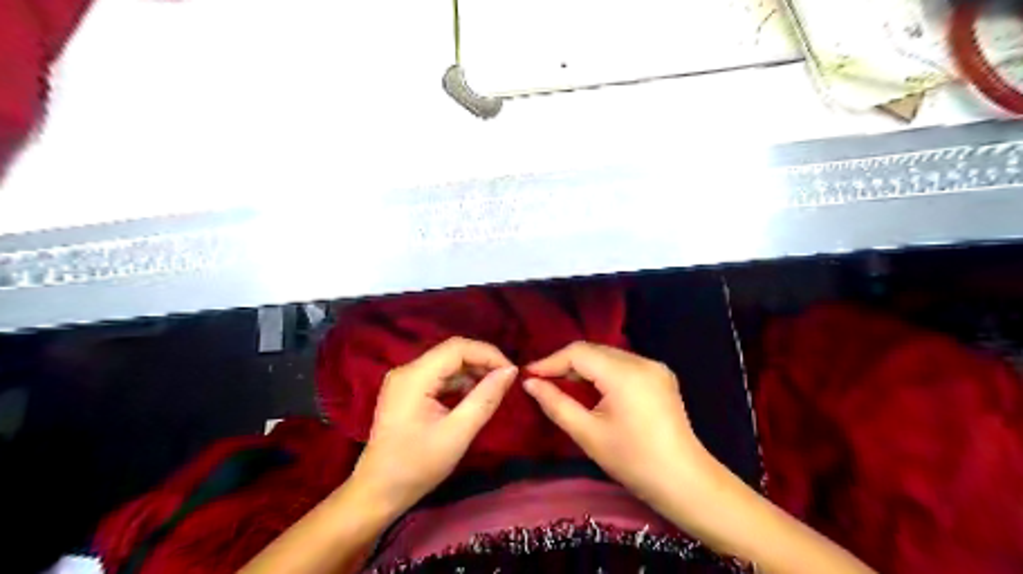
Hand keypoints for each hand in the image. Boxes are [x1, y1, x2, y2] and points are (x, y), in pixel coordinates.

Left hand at [351, 338, 515, 513]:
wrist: (378, 491)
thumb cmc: (417, 466)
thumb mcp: (458, 434)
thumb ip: (485, 399)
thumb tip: (510, 371)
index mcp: (414, 376)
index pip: (457, 348)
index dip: (488, 354)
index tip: (511, 372)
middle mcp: (407, 370)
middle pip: (452, 352)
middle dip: (482, 362)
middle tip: (507, 381)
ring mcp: (405, 379)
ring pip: (447, 363)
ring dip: (472, 372)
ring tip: (495, 389)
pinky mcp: (407, 390)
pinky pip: (439, 376)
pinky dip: (459, 382)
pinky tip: (474, 397)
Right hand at [522, 340, 713, 506]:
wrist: (685, 482)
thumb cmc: (633, 461)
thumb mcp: (588, 434)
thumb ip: (556, 403)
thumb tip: (530, 383)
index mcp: (625, 373)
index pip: (579, 352)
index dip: (550, 361)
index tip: (528, 375)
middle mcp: (642, 361)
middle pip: (594, 351)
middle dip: (566, 364)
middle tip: (542, 382)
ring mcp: (654, 366)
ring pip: (608, 356)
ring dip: (584, 368)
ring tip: (562, 385)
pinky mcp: (661, 376)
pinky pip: (623, 365)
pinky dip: (603, 372)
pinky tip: (592, 389)